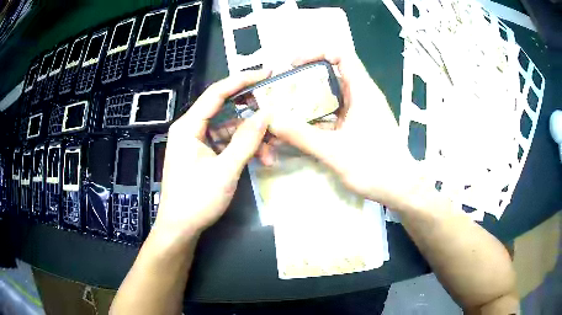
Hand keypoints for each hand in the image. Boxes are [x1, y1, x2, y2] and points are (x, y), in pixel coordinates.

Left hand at [153, 70, 270, 241]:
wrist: (180, 228)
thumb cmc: (197, 199)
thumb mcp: (225, 170)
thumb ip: (247, 140)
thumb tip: (266, 113)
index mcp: (188, 126)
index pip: (217, 93)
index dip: (242, 80)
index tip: (267, 73)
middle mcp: (191, 129)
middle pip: (225, 110)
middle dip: (252, 115)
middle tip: (277, 112)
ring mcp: (197, 143)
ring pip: (229, 131)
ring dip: (251, 139)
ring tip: (273, 151)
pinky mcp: (203, 156)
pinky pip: (226, 145)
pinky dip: (243, 150)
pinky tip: (261, 159)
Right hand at [268, 50, 420, 210]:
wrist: (400, 189)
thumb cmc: (375, 167)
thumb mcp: (335, 151)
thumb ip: (302, 136)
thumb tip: (271, 120)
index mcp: (362, 91)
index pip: (341, 55)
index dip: (317, 53)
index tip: (294, 64)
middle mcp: (361, 97)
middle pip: (331, 75)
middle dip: (304, 79)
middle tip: (281, 90)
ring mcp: (359, 112)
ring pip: (330, 96)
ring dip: (308, 100)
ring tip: (284, 108)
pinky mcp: (356, 127)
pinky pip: (333, 114)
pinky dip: (316, 117)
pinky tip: (299, 128)